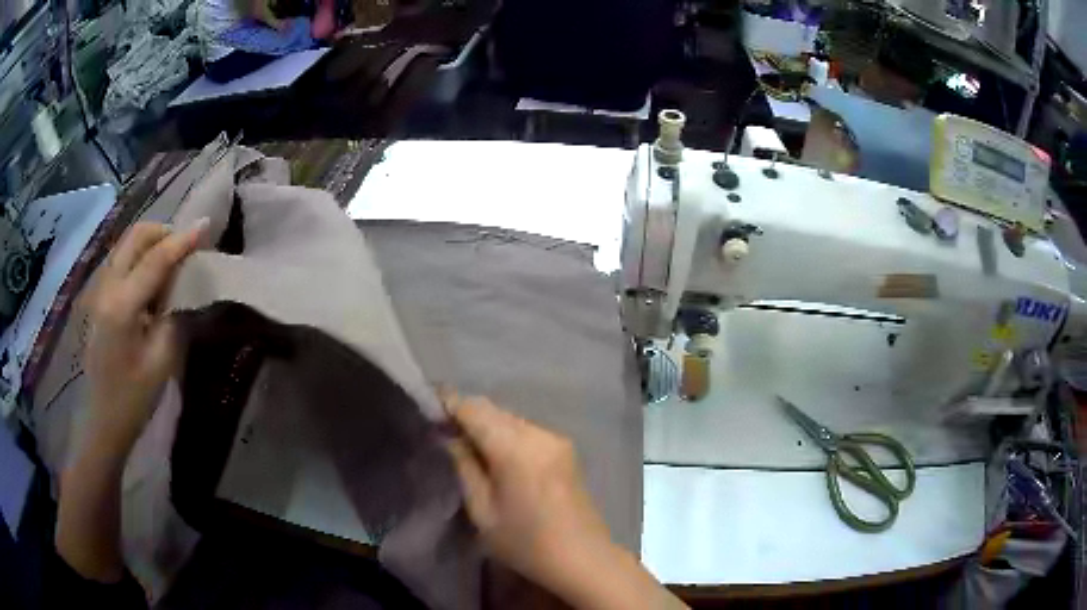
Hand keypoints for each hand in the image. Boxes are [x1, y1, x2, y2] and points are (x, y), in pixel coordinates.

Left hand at [83, 220, 207, 452]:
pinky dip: (139, 257)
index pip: (156, 259)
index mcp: (122, 305)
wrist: (103, 419)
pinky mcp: (98, 297)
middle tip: (185, 246)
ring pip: (126, 245)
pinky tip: (151, 279)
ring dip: (151, 242)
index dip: (182, 240)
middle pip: (135, 237)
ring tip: (171, 261)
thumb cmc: (134, 397)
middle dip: (163, 232)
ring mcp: (99, 290)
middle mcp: (107, 287)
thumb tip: (186, 286)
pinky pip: (121, 260)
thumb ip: (174, 316)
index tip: (206, 225)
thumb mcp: (162, 361)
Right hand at [444, 394, 611, 593]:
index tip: (429, 407)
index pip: (475, 409)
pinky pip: (528, 430)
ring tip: (468, 443)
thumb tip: (451, 437)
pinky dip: (507, 434)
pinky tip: (498, 454)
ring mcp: (556, 439)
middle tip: (444, 430)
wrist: (583, 558)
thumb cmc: (526, 543)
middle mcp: (538, 434)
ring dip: (488, 424)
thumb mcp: (483, 511)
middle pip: (494, 410)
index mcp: (515, 448)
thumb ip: (464, 467)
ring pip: (511, 418)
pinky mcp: (566, 449)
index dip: (450, 404)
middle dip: (467, 413)